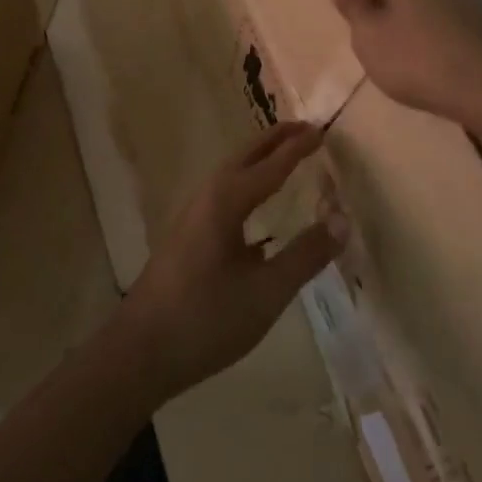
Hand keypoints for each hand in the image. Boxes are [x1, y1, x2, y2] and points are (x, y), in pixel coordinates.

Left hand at [121, 123, 345, 400]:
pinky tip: (253, 204)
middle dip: (275, 139)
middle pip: (245, 156)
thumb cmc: (205, 319)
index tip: (322, 130)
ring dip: (258, 157)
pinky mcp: (185, 235)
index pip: (271, 165)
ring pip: (231, 172)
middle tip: (305, 128)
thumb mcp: (266, 293)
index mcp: (226, 201)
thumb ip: (305, 255)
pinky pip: (223, 190)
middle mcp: (207, 196)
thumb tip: (342, 220)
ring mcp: (192, 215)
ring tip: (283, 154)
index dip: (298, 148)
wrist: (138, 352)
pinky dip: (246, 179)